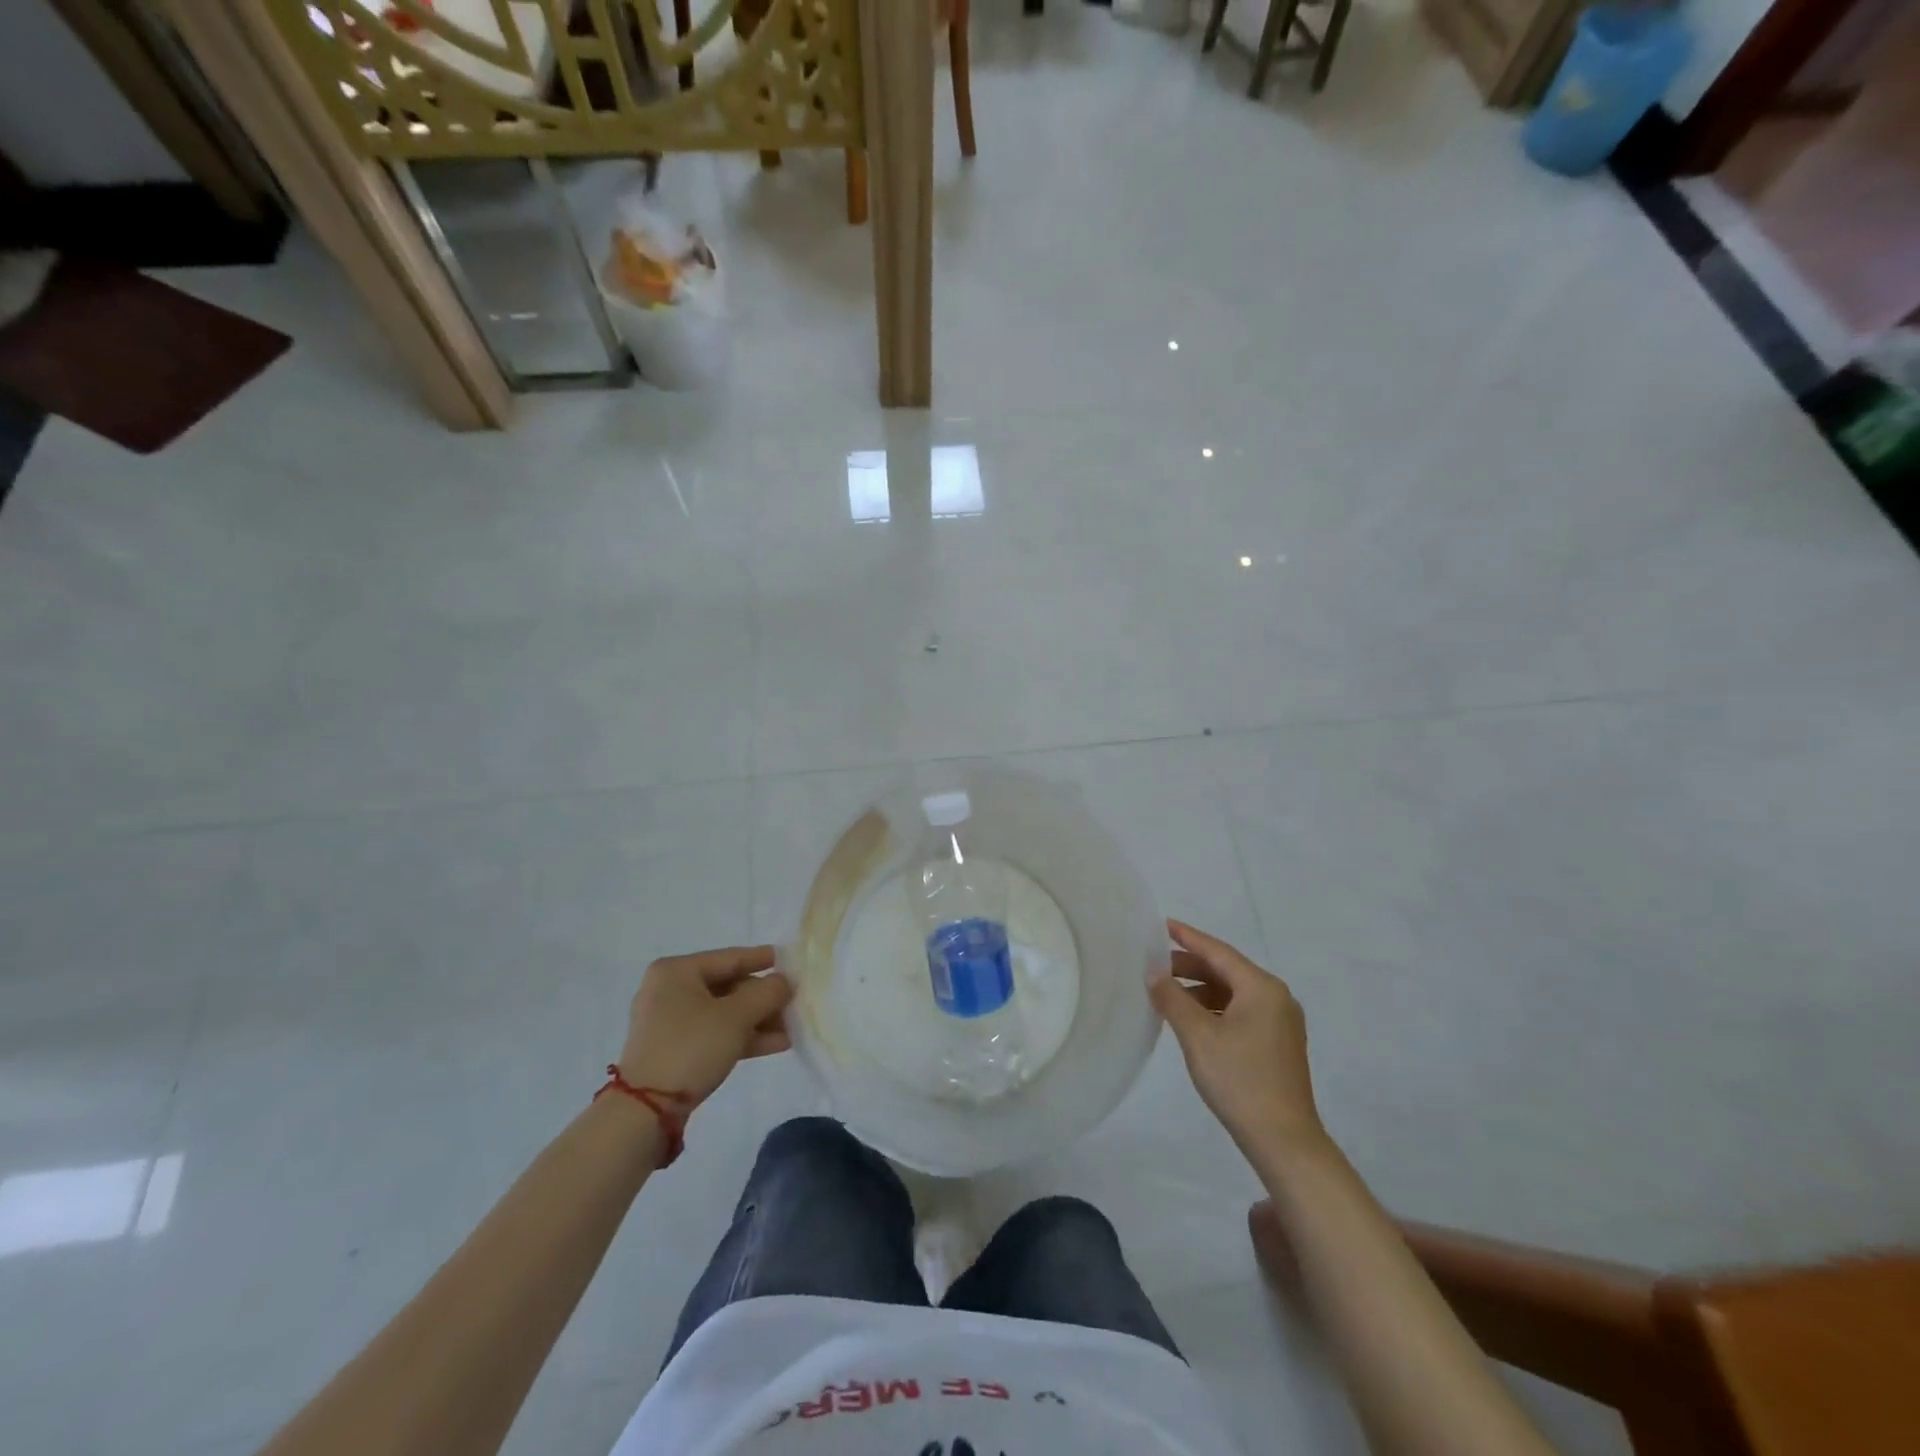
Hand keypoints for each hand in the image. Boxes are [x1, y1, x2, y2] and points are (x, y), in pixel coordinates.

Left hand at [617, 946, 792, 1108]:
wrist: (646, 1109)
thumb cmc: (691, 1046)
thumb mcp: (737, 1016)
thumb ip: (767, 992)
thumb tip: (785, 981)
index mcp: (677, 971)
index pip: (729, 957)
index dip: (762, 959)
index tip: (790, 960)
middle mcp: (670, 990)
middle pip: (728, 986)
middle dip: (763, 998)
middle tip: (794, 1002)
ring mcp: (670, 1022)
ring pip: (724, 1012)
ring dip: (758, 1020)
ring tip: (792, 1028)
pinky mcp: (674, 1049)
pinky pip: (715, 1033)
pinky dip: (742, 1037)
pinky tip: (776, 1044)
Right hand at [1150, 920, 1327, 1160]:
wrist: (1284, 1140)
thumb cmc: (1240, 1080)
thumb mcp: (1197, 1035)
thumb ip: (1172, 998)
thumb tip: (1154, 973)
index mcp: (1262, 988)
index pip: (1218, 951)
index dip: (1188, 937)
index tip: (1161, 925)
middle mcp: (1276, 998)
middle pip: (1226, 971)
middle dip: (1190, 966)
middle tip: (1154, 965)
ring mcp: (1280, 1023)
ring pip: (1232, 993)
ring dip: (1199, 990)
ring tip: (1166, 993)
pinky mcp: (1277, 1045)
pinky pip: (1240, 1012)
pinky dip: (1213, 1009)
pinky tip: (1190, 1020)